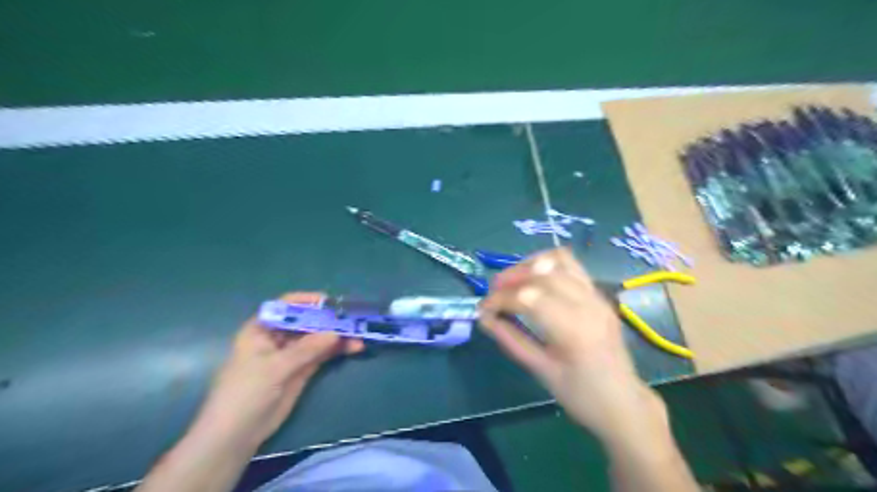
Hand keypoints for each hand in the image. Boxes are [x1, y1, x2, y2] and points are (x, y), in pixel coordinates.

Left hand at [194, 292, 362, 448]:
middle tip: (353, 320)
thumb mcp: (275, 368)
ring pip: (318, 338)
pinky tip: (354, 347)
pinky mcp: (302, 370)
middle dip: (330, 320)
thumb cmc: (246, 393)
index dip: (308, 301)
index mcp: (262, 329)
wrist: (236, 435)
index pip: (286, 306)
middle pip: (307, 321)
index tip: (331, 302)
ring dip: (338, 335)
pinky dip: (338, 350)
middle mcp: (278, 337)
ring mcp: (292, 354)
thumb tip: (336, 333)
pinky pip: (323, 354)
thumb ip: (306, 349)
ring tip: (359, 336)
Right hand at [479, 247, 664, 440]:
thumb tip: (484, 318)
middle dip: (511, 277)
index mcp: (573, 329)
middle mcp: (587, 304)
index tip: (482, 309)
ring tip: (512, 280)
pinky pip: (571, 266)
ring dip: (529, 265)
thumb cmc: (580, 394)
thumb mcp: (541, 371)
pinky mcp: (599, 294)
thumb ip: (510, 339)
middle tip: (492, 292)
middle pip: (542, 273)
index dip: (499, 299)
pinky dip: (547, 265)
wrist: (623, 401)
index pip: (528, 297)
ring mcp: (596, 295)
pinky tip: (534, 279)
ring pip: (558, 260)